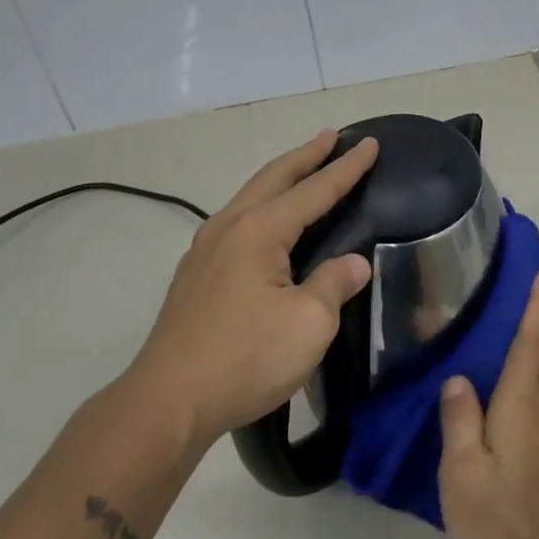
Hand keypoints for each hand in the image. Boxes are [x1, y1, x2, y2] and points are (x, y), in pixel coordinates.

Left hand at [127, 129, 378, 446]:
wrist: (168, 402)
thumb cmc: (245, 358)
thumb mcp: (308, 324)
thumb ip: (333, 284)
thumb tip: (354, 263)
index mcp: (259, 231)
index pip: (315, 190)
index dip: (346, 168)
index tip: (370, 143)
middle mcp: (229, 227)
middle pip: (275, 178)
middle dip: (307, 155)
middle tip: (333, 137)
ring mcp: (206, 250)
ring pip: (251, 196)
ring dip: (282, 177)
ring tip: (304, 168)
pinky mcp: (196, 274)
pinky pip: (238, 220)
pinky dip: (263, 204)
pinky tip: (267, 221)